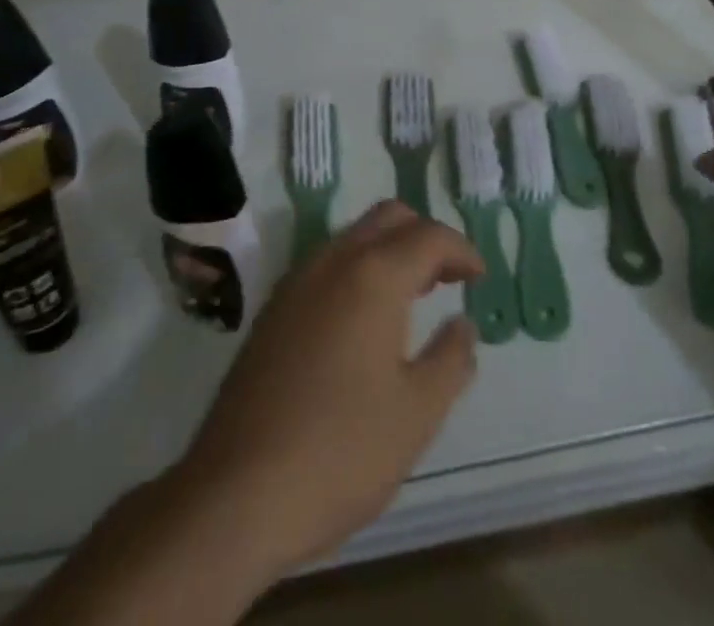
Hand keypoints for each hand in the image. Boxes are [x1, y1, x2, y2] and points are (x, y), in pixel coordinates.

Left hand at [175, 201, 483, 579]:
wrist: (234, 496)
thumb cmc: (340, 452)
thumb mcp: (416, 414)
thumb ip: (450, 359)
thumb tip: (463, 325)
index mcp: (373, 275)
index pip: (429, 236)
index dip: (461, 250)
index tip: (479, 277)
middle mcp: (333, 261)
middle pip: (388, 217)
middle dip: (424, 236)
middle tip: (448, 278)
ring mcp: (296, 282)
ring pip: (353, 236)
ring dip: (389, 250)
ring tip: (412, 296)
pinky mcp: (272, 310)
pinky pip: (326, 264)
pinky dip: (357, 269)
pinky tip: (363, 320)